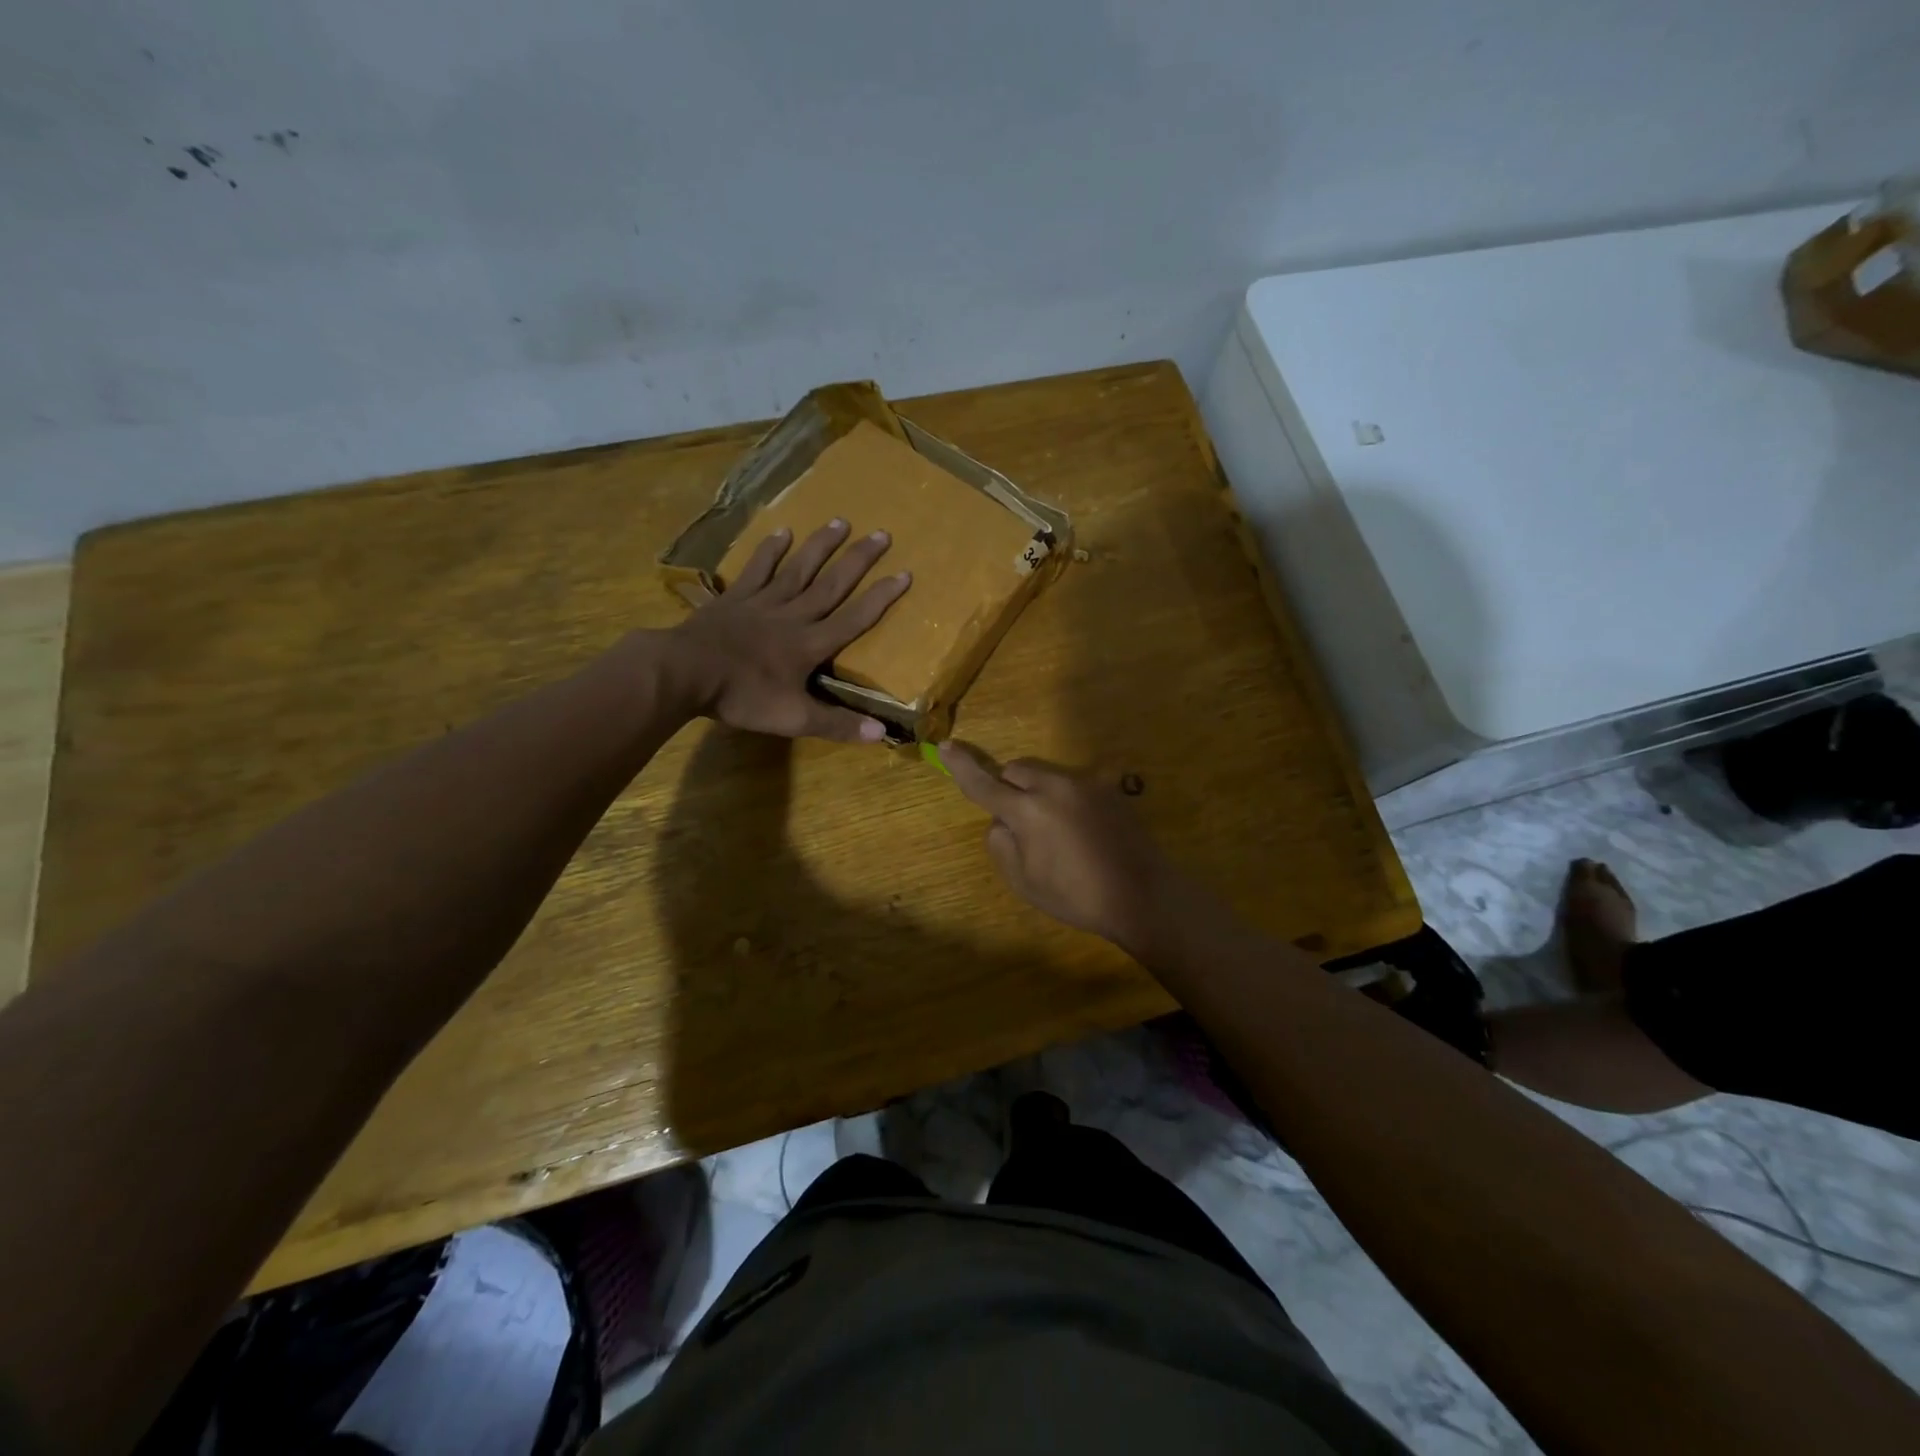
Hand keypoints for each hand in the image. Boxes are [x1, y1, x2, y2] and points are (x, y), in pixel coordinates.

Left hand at [669, 520, 910, 741]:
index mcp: (810, 644)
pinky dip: (770, 551)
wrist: (685, 672)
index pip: (854, 618)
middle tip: (882, 534)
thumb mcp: (794, 719)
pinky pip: (757, 570)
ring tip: (841, 521)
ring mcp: (762, 603)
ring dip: (821, 545)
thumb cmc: (742, 696)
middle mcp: (793, 616)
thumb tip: (880, 733)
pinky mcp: (735, 598)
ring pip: (798, 569)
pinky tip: (782, 531)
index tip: (904, 573)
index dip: (881, 598)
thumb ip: (837, 724)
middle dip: (858, 560)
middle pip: (831, 584)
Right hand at [939, 743, 1181, 956]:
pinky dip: (1065, 800)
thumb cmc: (1076, 895)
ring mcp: (1085, 784)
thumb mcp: (1024, 881)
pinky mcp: (1108, 789)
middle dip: (1008, 787)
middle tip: (1018, 824)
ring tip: (1056, 833)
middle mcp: (1055, 786)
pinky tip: (1082, 832)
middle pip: (1017, 770)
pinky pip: (1072, 785)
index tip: (945, 746)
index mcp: (1028, 810)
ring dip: (1037, 792)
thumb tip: (1002, 822)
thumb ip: (1001, 844)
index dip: (961, 767)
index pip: (985, 783)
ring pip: (1046, 775)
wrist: (1141, 894)